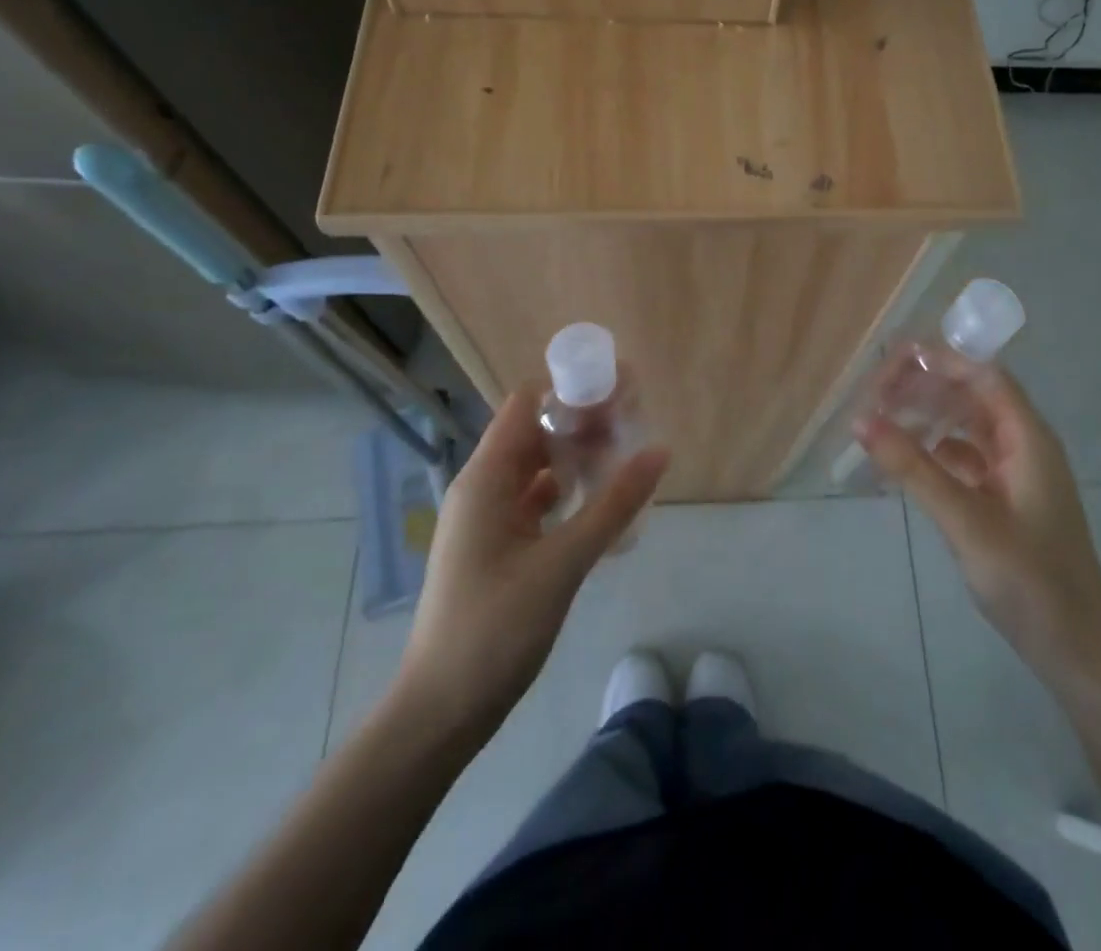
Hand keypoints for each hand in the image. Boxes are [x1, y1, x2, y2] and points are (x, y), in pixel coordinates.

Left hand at [395, 390, 667, 738]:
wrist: (441, 711)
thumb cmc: (495, 629)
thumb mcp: (562, 563)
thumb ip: (613, 505)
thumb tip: (659, 450)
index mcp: (486, 479)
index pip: (527, 404)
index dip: (571, 389)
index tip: (619, 390)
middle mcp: (483, 488)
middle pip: (536, 433)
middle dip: (584, 423)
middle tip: (636, 423)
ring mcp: (489, 519)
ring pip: (538, 469)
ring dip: (579, 459)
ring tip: (628, 456)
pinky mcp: (498, 547)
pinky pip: (538, 503)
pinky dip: (570, 494)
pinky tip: (604, 503)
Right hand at [854, 368, 1100, 683]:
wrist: (1076, 649)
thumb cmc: (1030, 580)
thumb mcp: (966, 520)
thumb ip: (914, 468)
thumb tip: (861, 420)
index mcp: (1028, 437)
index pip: (982, 374)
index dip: (938, 360)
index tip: (889, 364)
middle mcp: (1023, 444)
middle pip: (971, 394)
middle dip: (924, 386)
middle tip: (873, 394)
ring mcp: (1014, 472)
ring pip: (965, 425)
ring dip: (926, 416)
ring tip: (880, 419)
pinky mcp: (1003, 498)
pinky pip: (964, 457)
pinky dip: (932, 451)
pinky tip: (903, 460)